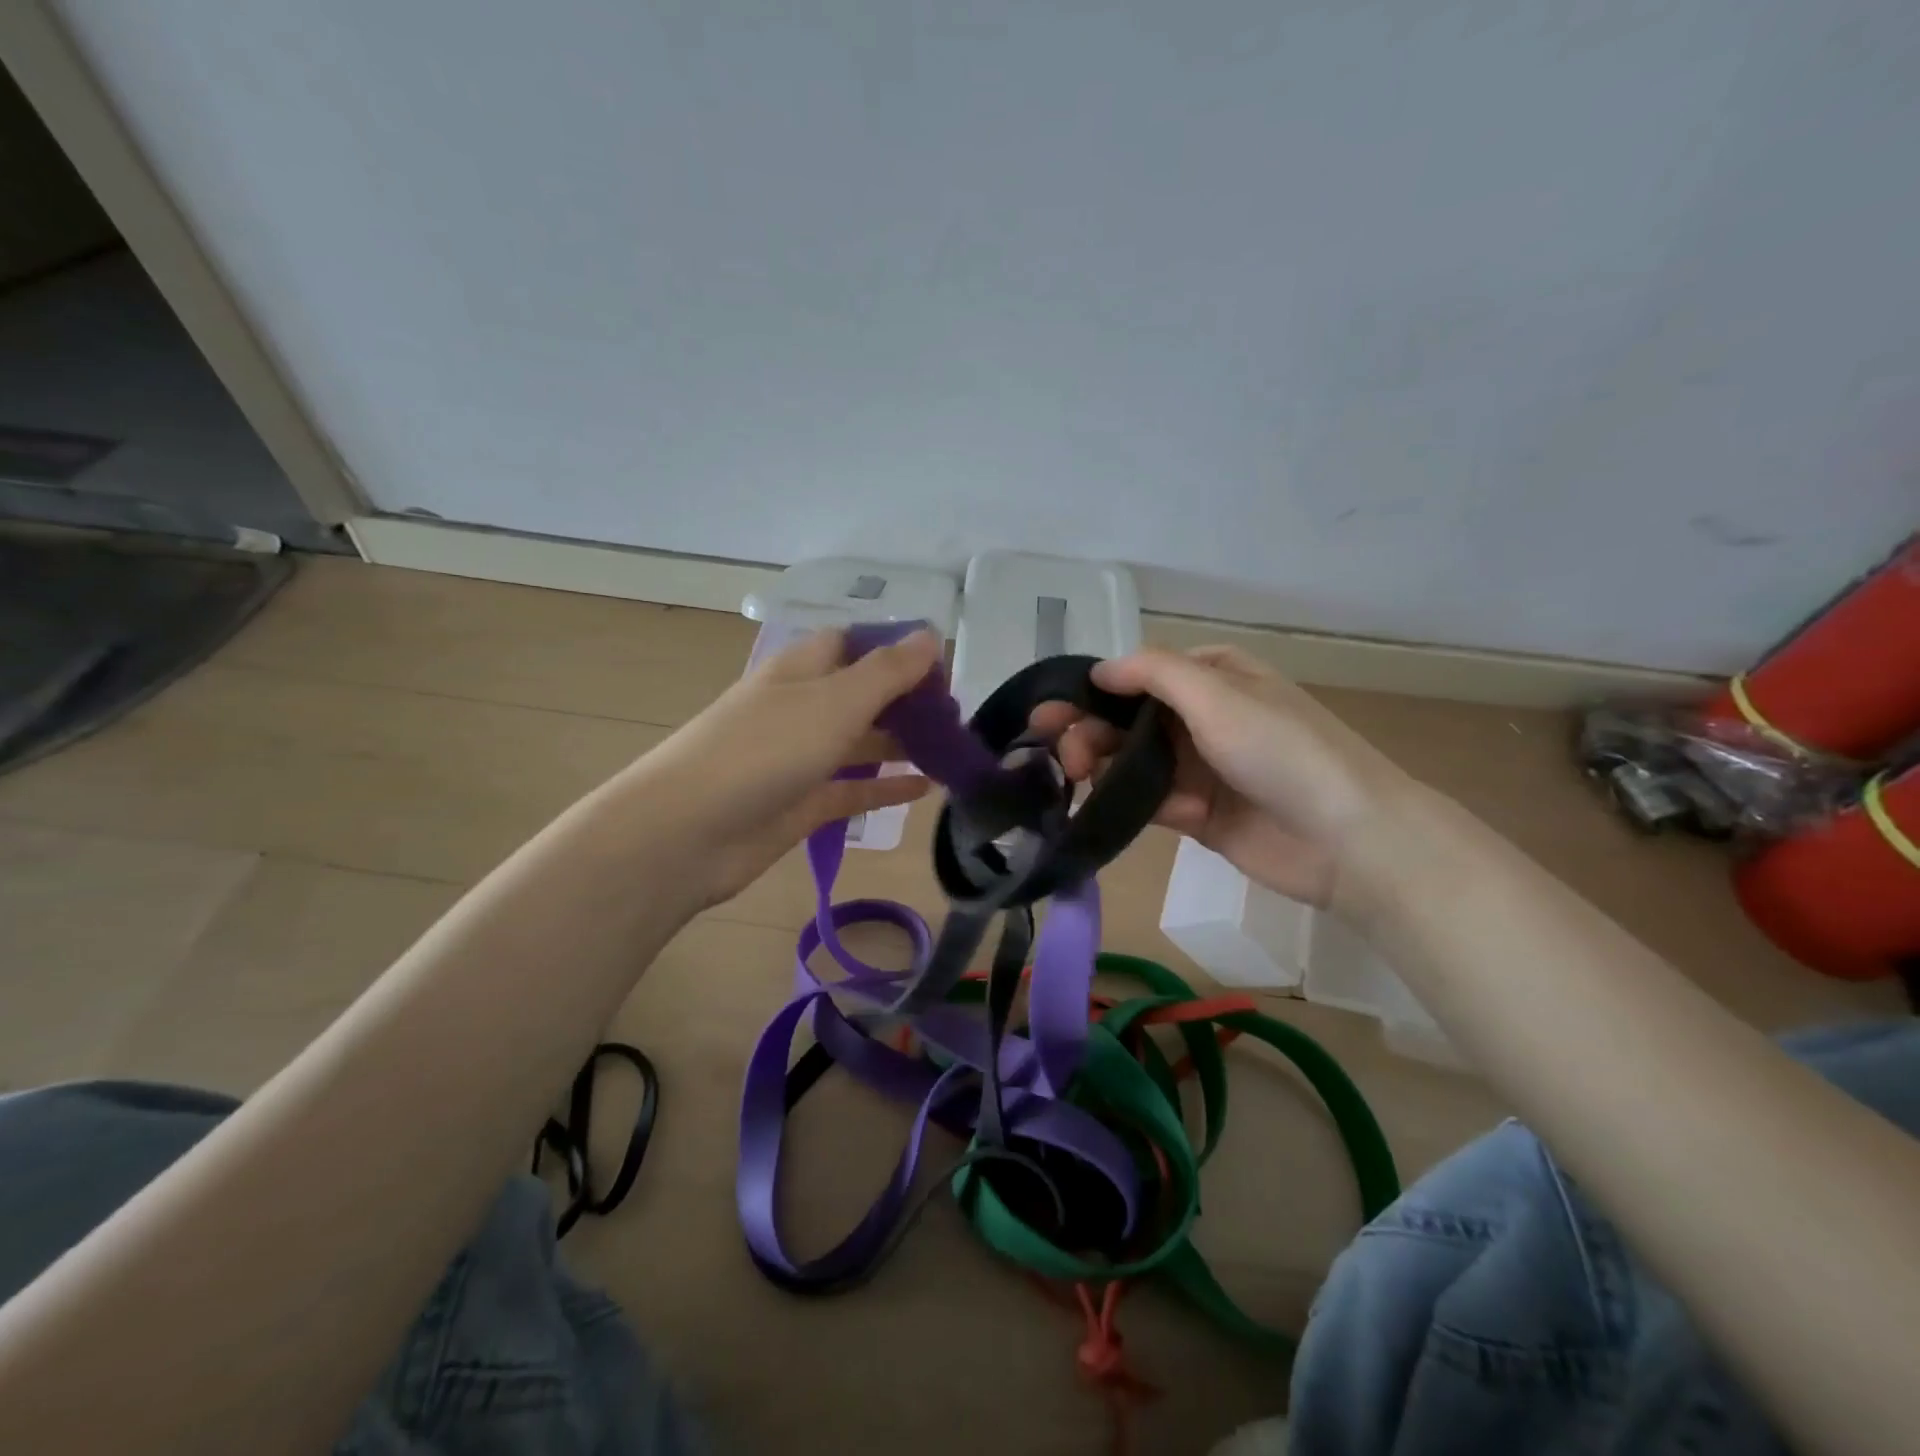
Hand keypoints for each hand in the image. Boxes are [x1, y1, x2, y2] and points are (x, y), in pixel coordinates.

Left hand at [628, 627, 941, 906]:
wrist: (688, 832)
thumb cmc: (764, 750)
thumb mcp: (835, 701)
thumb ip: (887, 671)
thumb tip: (930, 634)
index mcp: (801, 670)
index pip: (853, 644)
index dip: (895, 649)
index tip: (942, 667)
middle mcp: (801, 708)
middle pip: (861, 694)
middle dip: (906, 701)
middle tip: (956, 716)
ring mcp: (799, 758)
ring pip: (859, 744)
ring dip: (901, 744)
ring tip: (951, 750)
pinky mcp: (802, 803)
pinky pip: (853, 790)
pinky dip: (885, 788)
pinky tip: (925, 789)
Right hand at [1029, 645, 1409, 908]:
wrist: (1346, 840)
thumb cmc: (1281, 751)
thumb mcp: (1218, 694)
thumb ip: (1153, 673)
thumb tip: (1099, 670)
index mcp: (1213, 677)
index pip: (1138, 676)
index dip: (1093, 691)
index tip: (1052, 712)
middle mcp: (1203, 717)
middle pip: (1128, 719)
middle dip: (1088, 729)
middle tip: (1055, 750)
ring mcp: (1199, 767)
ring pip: (1131, 760)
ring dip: (1098, 765)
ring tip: (1073, 776)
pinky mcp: (1196, 814)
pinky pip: (1148, 800)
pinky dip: (1121, 801)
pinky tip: (1096, 806)